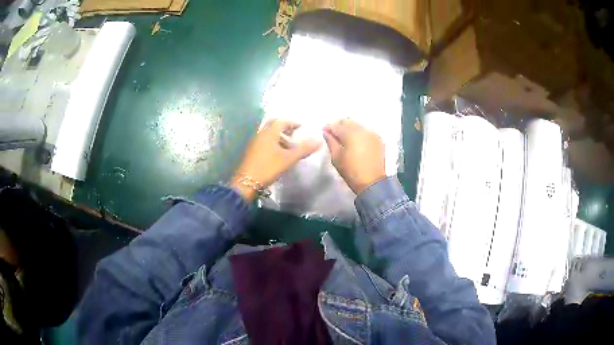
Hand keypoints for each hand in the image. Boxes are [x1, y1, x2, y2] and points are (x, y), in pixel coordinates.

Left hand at [230, 119, 321, 200]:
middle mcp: (261, 134)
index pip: (282, 121)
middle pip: (273, 125)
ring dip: (279, 136)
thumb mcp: (288, 159)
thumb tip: (319, 140)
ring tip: (289, 145)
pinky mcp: (252, 151)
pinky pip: (264, 141)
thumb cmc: (268, 167)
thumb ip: (303, 149)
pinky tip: (278, 153)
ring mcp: (255, 142)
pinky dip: (273, 142)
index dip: (292, 122)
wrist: (247, 182)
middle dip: (284, 127)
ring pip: (268, 133)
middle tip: (294, 133)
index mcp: (269, 133)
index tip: (301, 126)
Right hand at [323, 119, 385, 194]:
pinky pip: (366, 131)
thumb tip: (326, 132)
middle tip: (334, 134)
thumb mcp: (336, 157)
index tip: (324, 131)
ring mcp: (371, 134)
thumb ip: (330, 142)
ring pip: (357, 125)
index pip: (336, 125)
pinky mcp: (378, 139)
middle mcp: (362, 130)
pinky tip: (356, 141)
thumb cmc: (351, 171)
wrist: (372, 182)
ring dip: (349, 128)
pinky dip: (359, 133)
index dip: (328, 128)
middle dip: (339, 126)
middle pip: (348, 121)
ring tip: (345, 138)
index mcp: (350, 133)